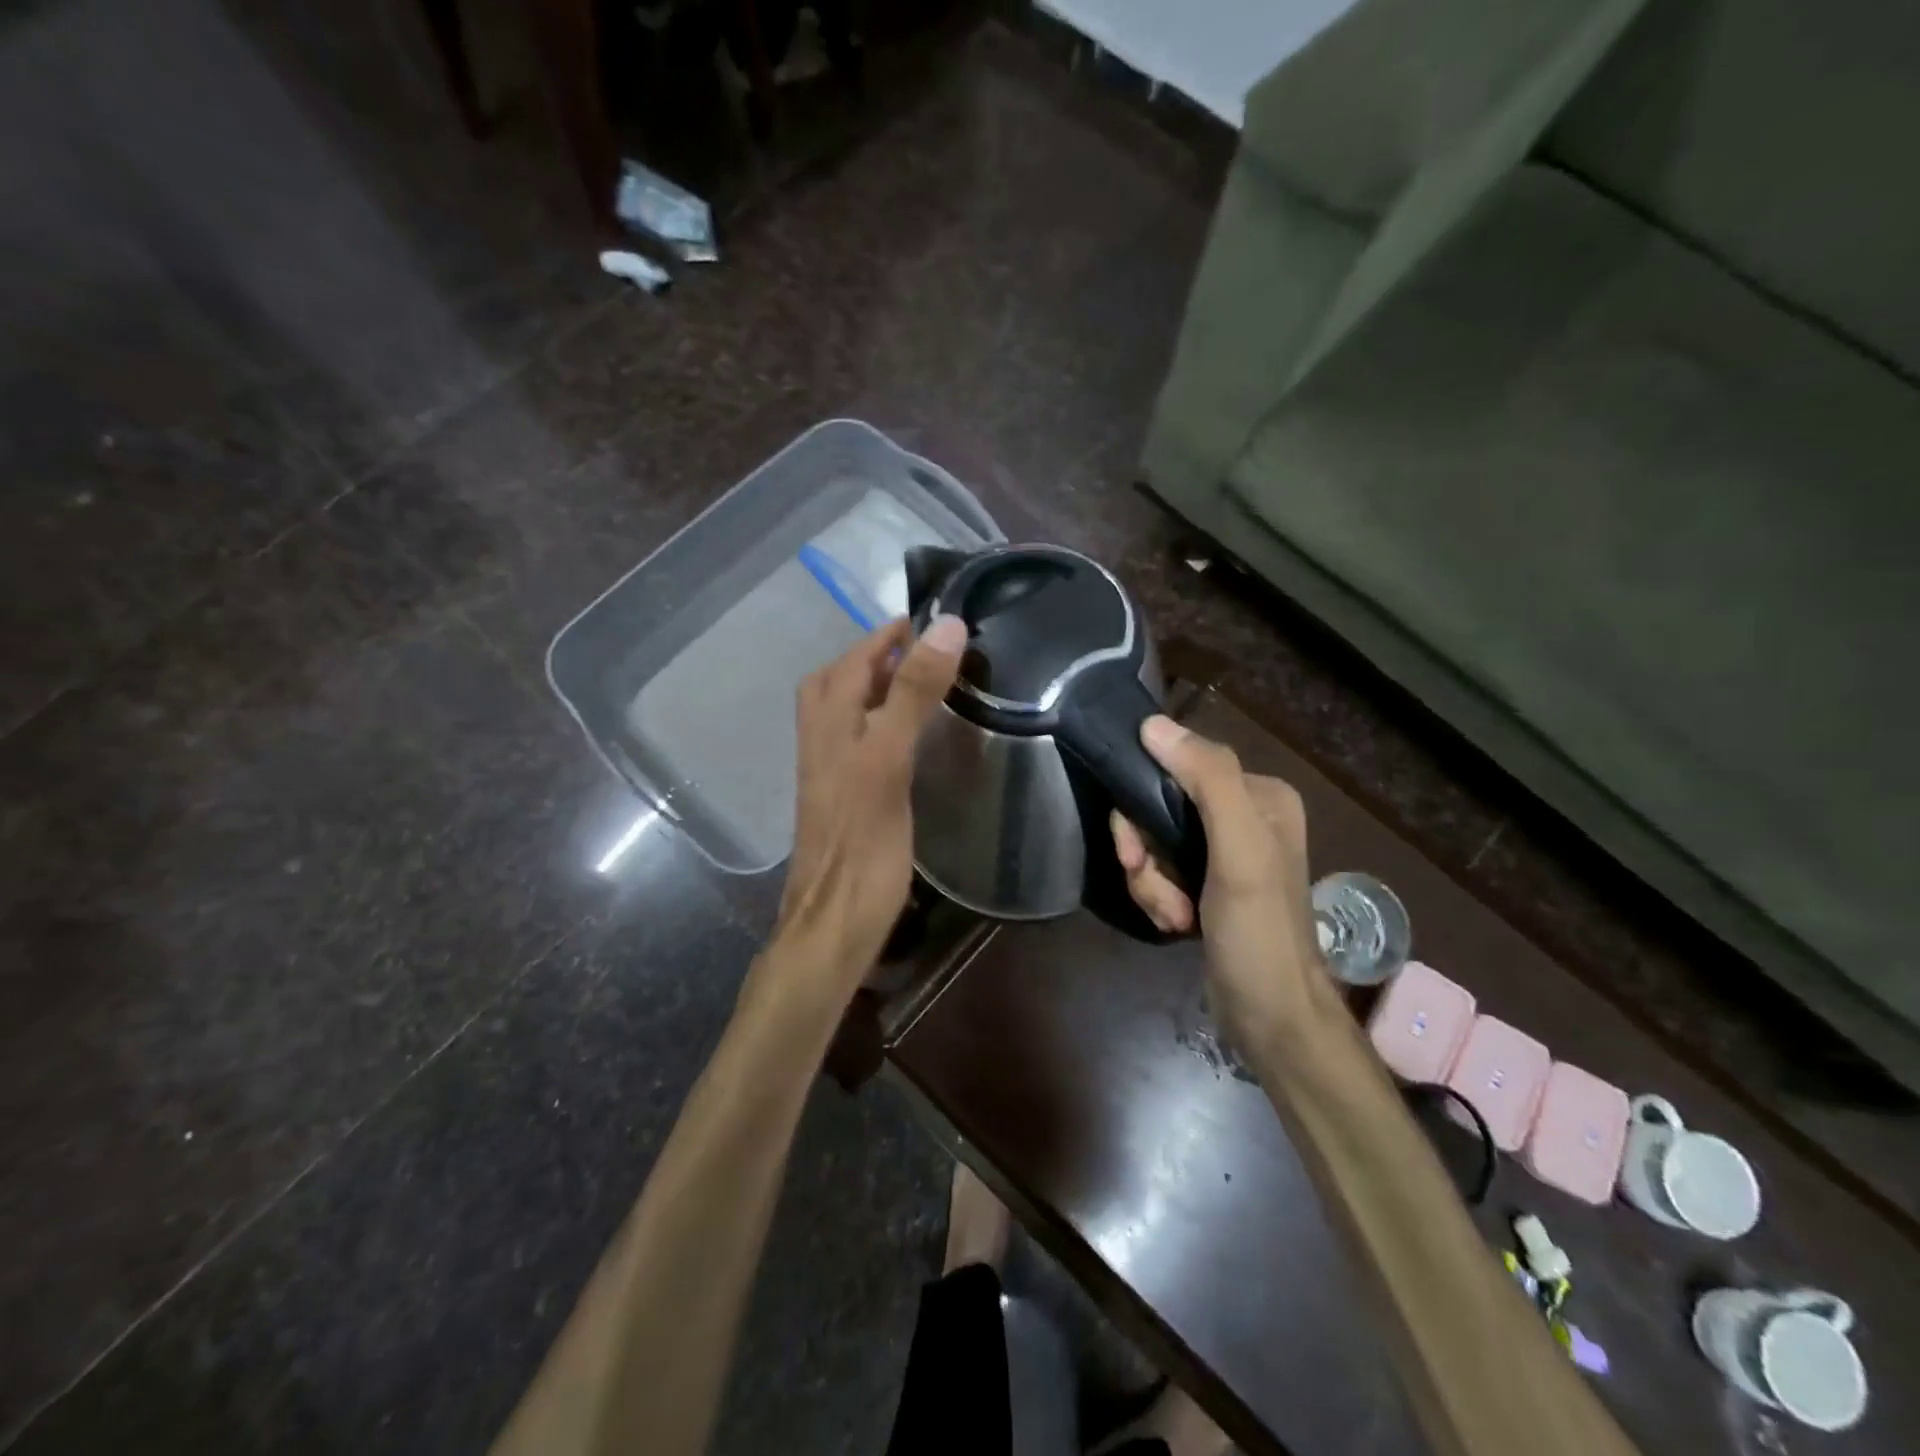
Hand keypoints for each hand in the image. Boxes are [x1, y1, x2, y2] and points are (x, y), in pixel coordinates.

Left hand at [767, 614, 966, 999]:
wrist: (835, 920)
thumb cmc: (864, 840)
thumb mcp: (889, 757)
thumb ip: (912, 693)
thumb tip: (943, 627)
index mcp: (829, 722)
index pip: (854, 659)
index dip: (886, 635)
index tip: (925, 618)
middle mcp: (821, 740)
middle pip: (837, 681)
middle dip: (872, 657)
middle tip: (918, 650)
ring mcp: (829, 771)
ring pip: (844, 713)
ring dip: (873, 688)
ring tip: (916, 683)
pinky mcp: (843, 799)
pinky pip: (857, 742)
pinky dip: (879, 723)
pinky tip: (905, 738)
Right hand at [1111, 717, 1323, 1049]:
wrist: (1271, 1017)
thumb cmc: (1259, 930)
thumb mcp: (1239, 850)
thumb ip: (1206, 780)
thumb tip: (1152, 724)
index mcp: (1259, 795)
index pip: (1177, 768)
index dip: (1143, 805)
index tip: (1134, 847)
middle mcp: (1243, 816)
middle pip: (1160, 809)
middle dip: (1145, 854)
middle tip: (1150, 884)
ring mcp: (1223, 854)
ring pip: (1154, 844)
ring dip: (1150, 882)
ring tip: (1172, 915)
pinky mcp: (1207, 886)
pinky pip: (1161, 871)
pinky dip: (1158, 898)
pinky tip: (1176, 925)